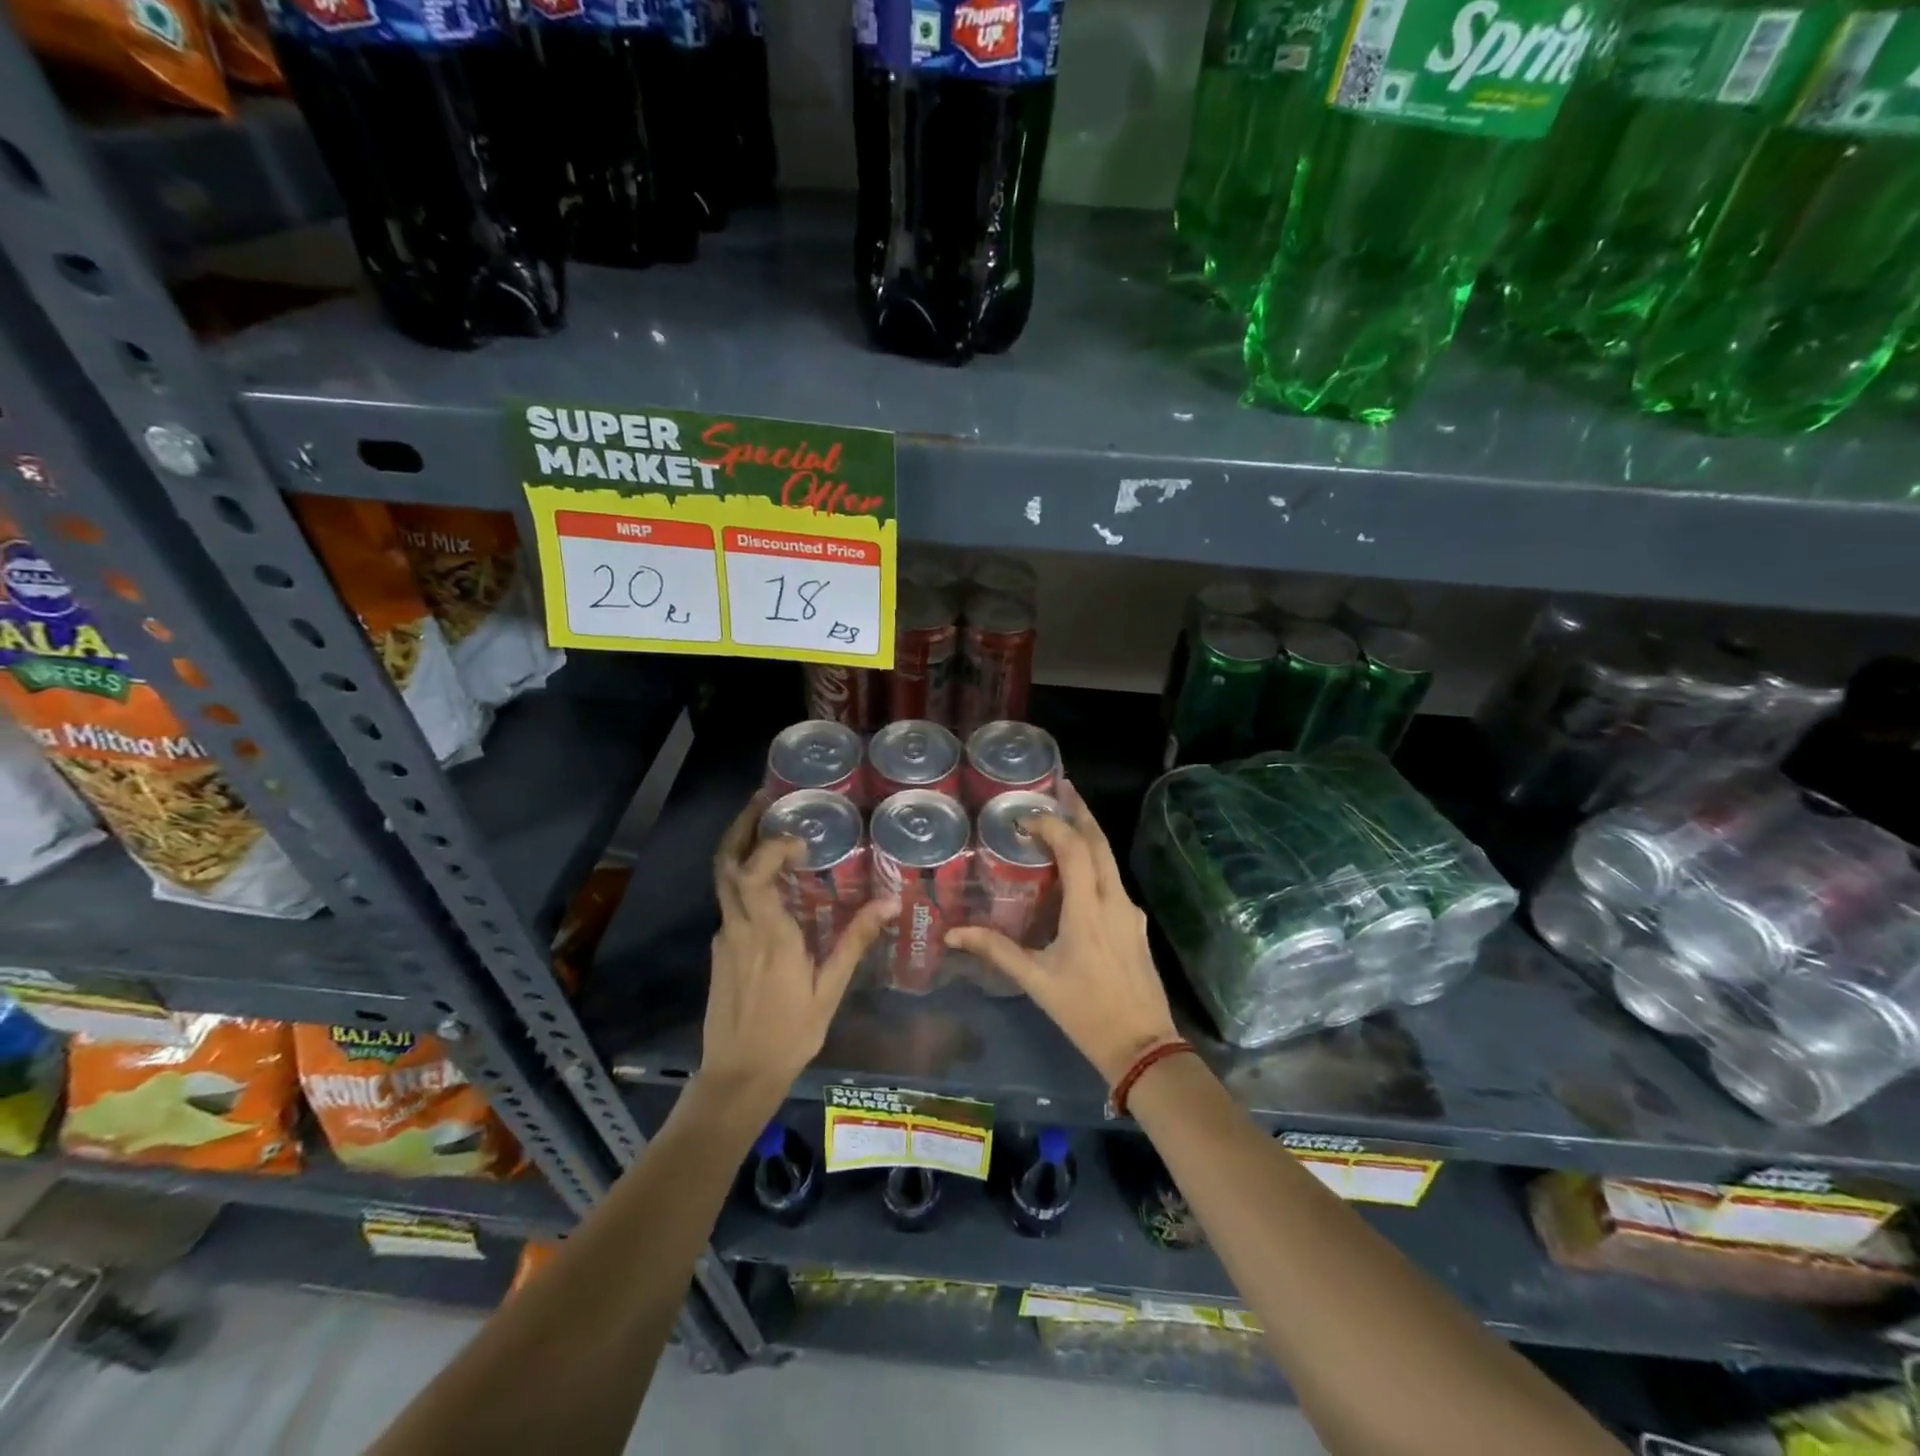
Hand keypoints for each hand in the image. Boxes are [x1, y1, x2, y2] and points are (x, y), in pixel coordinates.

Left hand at [702, 797, 896, 1107]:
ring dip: (739, 847)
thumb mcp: (829, 990)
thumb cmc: (789, 1034)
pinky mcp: (721, 950)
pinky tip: (771, 882)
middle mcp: (739, 928)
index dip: (772, 845)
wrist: (737, 1077)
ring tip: (767, 827)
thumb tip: (890, 904)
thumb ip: (855, 942)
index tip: (801, 839)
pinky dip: (744, 878)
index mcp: (768, 935)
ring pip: (722, 880)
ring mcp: (725, 938)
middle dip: (740, 827)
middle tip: (763, 800)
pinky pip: (730, 901)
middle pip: (725, 865)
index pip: (754, 873)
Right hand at [946, 782, 1178, 1084]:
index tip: (1024, 818)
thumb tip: (952, 934)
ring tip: (1061, 822)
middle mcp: (1114, 901)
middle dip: (1080, 811)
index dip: (1050, 825)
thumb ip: (996, 950)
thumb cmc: (1086, 1012)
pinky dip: (1095, 863)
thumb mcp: (1037, 981)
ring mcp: (1130, 912)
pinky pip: (1113, 881)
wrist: (1144, 1047)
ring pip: (1110, 860)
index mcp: (1089, 909)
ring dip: (1088, 835)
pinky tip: (1077, 872)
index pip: (1074, 848)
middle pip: (1100, 842)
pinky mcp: (1135, 925)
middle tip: (1058, 789)